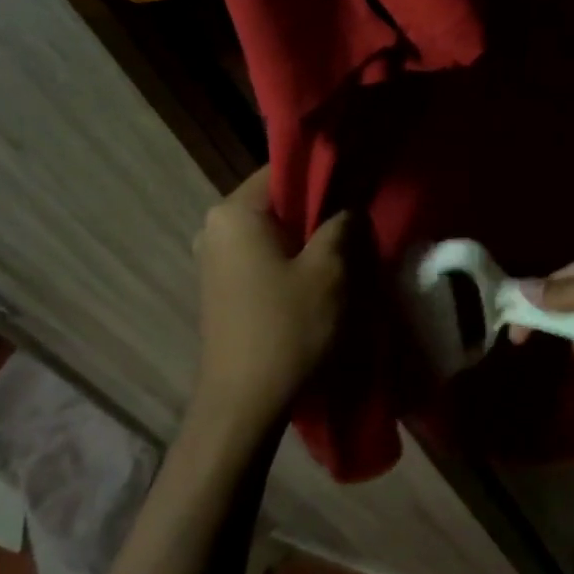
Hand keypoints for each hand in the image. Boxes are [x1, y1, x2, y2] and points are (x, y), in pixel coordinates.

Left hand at [190, 168, 348, 438]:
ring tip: (344, 252)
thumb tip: (349, 206)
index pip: (284, 169)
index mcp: (234, 212)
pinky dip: (291, 259)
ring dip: (308, 238)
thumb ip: (342, 224)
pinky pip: (263, 255)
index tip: (359, 188)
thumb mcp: (330, 270)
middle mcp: (215, 227)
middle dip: (319, 210)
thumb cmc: (288, 328)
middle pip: (278, 201)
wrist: (244, 404)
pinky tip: (318, 278)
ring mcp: (214, 258)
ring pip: (273, 230)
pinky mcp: (222, 286)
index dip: (326, 174)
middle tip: (358, 224)